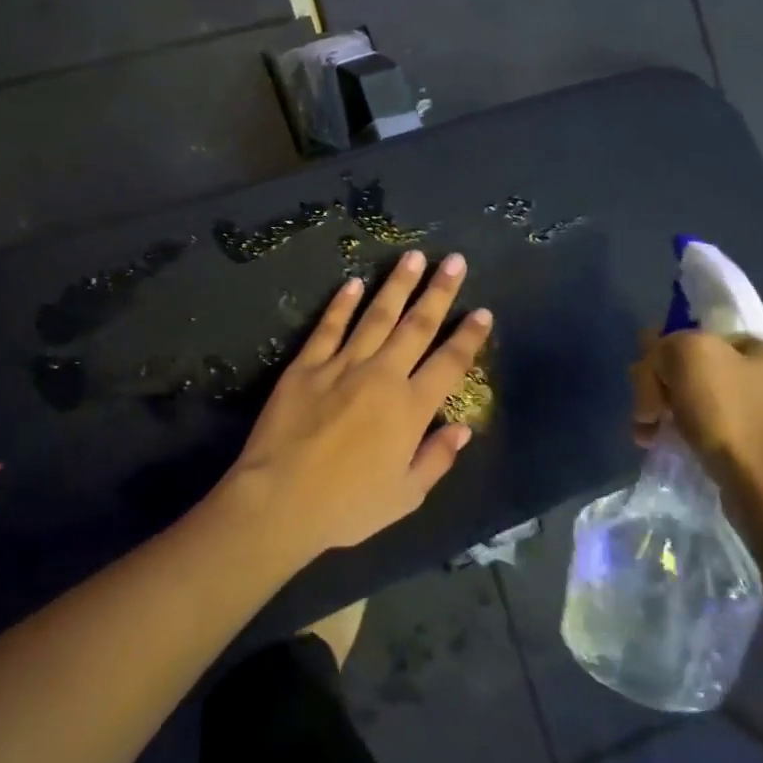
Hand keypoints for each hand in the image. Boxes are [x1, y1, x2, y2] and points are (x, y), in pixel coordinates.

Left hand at [225, 251, 492, 558]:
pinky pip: (328, 327)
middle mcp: (381, 376)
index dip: (468, 336)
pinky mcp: (305, 366)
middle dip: (438, 292)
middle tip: (454, 261)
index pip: (449, 363)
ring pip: (376, 316)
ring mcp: (341, 366)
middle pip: (416, 326)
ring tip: (412, 256)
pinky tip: (353, 283)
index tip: (483, 311)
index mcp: (410, 408)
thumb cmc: (347, 506)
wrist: (279, 499)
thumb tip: (462, 427)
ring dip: (397, 285)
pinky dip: (342, 304)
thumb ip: (436, 458)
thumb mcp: (405, 496)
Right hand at [629, 318, 762, 527]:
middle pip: (701, 357)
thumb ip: (665, 342)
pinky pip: (721, 419)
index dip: (668, 342)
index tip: (651, 373)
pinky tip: (668, 443)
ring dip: (669, 407)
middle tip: (646, 411)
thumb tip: (659, 358)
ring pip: (706, 389)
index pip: (706, 320)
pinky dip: (691, 427)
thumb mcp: (689, 356)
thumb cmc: (736, 419)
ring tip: (647, 433)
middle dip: (662, 382)